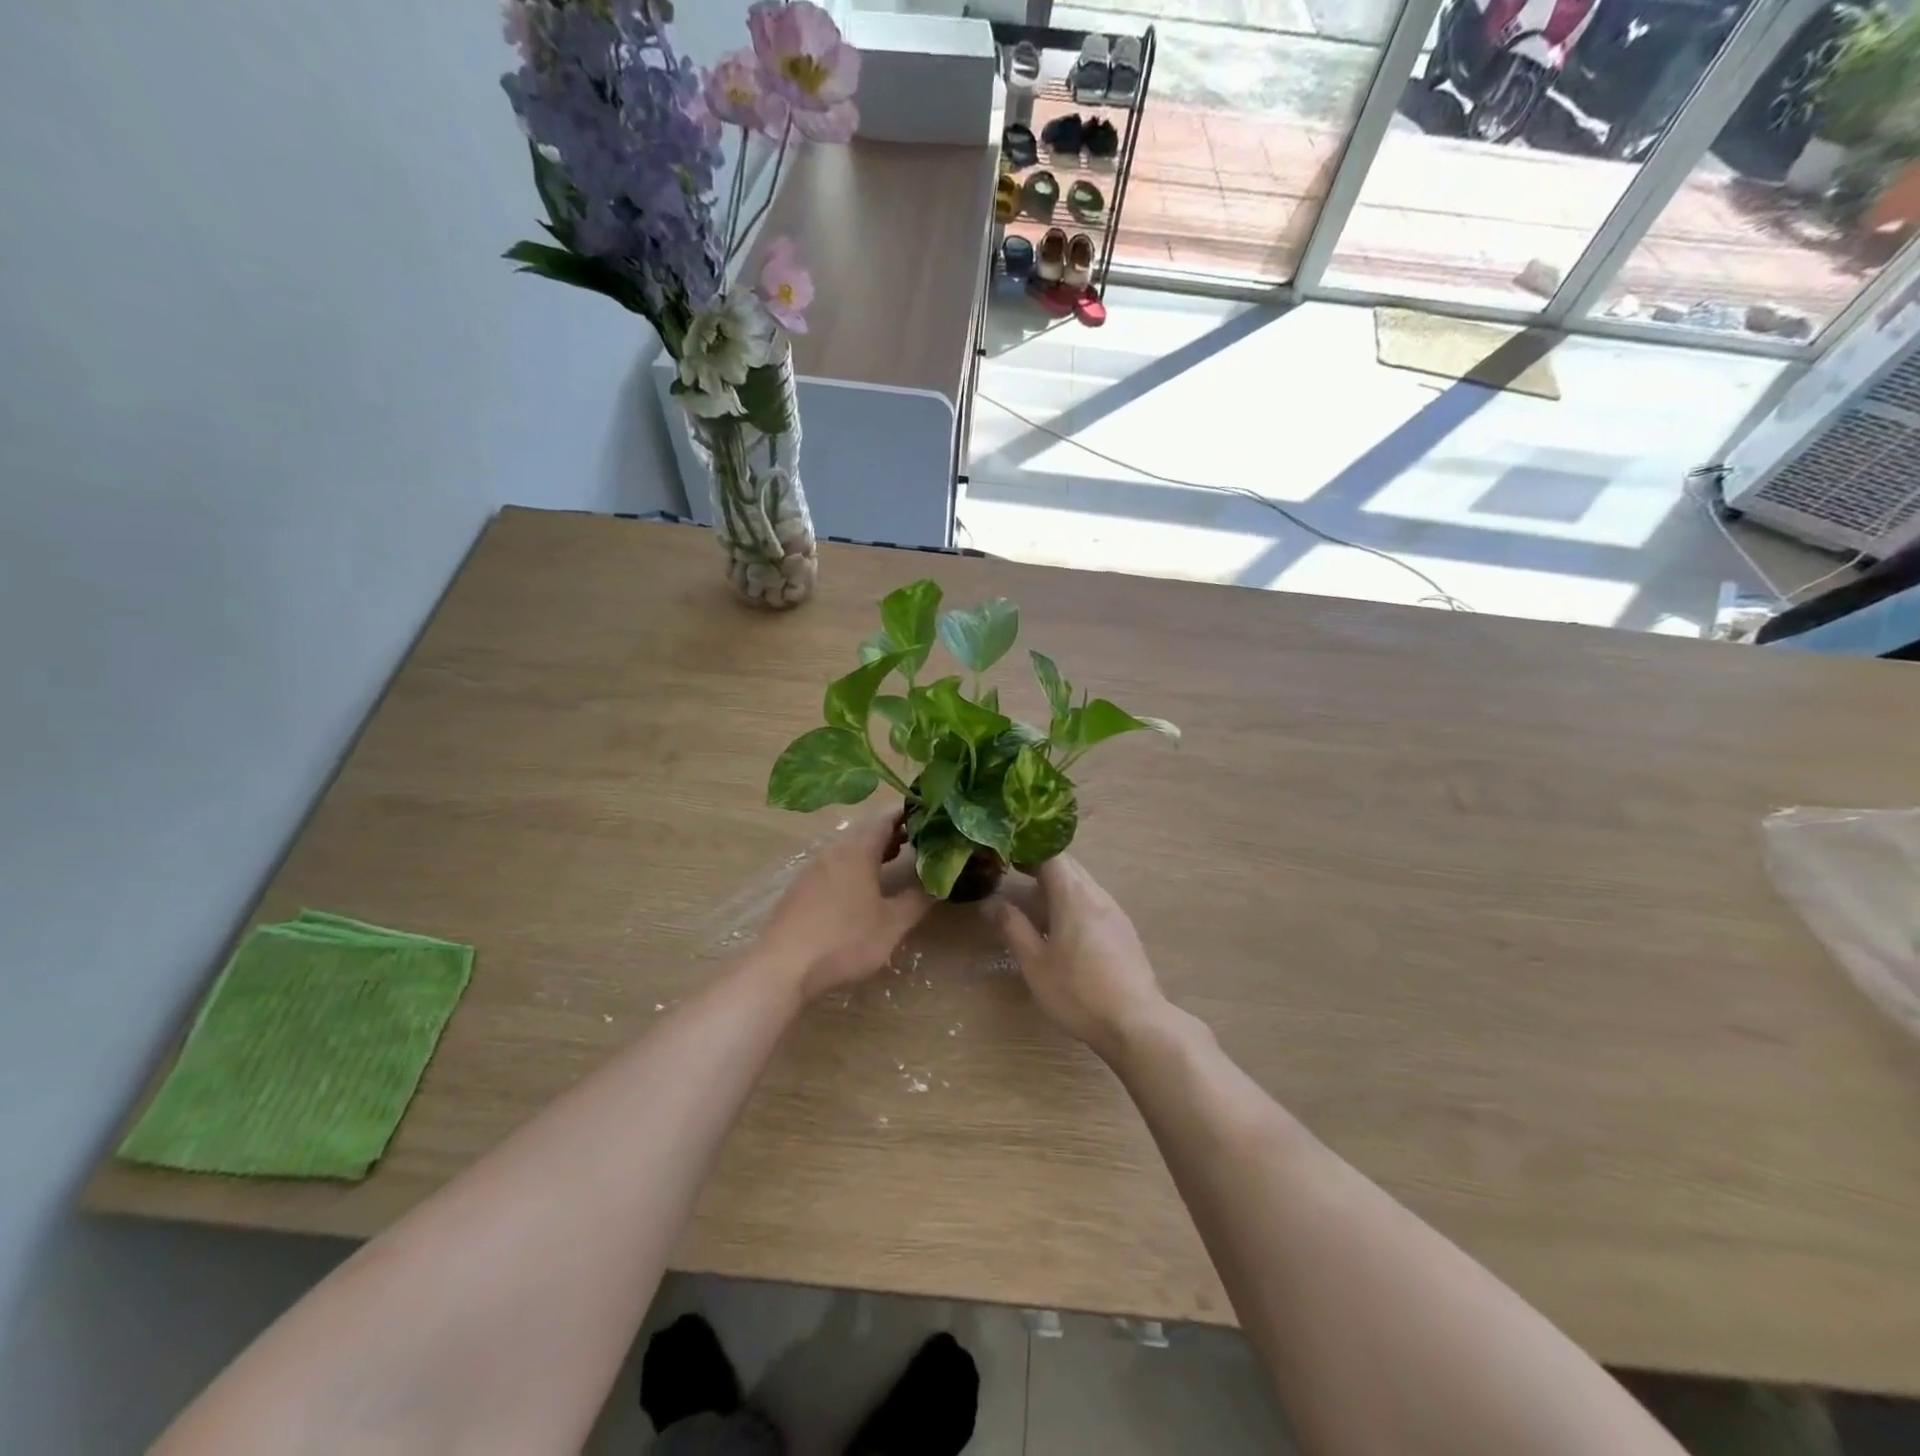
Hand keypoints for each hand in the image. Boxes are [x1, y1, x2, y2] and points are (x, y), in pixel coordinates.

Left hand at [759, 812, 932, 1000]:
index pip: (884, 818)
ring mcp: (813, 870)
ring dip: (873, 851)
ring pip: (848, 849)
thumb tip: (938, 882)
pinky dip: (855, 866)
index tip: (929, 814)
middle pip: (866, 832)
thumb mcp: (891, 924)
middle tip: (919, 838)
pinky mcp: (800, 889)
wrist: (783, 967)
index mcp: (857, 851)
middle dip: (893, 832)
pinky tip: (862, 887)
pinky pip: (834, 866)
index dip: (907, 813)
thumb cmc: (844, 940)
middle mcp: (833, 852)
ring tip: (896, 858)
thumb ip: (917, 900)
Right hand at [982, 855, 1168, 1059]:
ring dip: (1056, 888)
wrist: (1136, 1023)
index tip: (1005, 856)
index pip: (1051, 855)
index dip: (1027, 851)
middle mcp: (1097, 895)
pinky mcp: (1123, 932)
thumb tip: (991, 903)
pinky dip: (1072, 905)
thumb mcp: (1035, 963)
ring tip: (1031, 905)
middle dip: (1040, 867)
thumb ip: (1013, 928)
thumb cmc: (1078, 992)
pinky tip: (1060, 930)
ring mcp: (1114, 913)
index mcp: (1074, 895)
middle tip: (1012, 876)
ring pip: (1082, 886)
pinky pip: (1093, 904)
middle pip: (1068, 867)